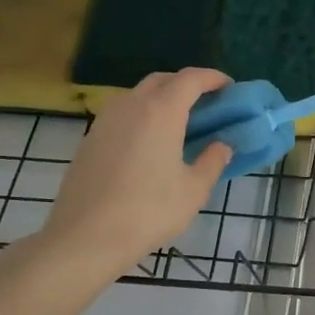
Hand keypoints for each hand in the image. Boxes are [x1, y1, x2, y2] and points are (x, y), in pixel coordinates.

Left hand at [26, 68, 231, 286]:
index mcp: (161, 112)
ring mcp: (105, 120)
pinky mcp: (90, 138)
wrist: (85, 237)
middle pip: (163, 80)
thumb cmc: (148, 211)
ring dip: (162, 98)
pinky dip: (143, 115)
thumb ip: (212, 161)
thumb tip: (222, 146)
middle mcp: (131, 106)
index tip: (229, 87)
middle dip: (187, 84)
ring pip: (138, 94)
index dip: (213, 77)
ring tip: (180, 122)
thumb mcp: (193, 190)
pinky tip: (151, 143)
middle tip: (207, 103)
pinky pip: (123, 114)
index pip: (191, 79)